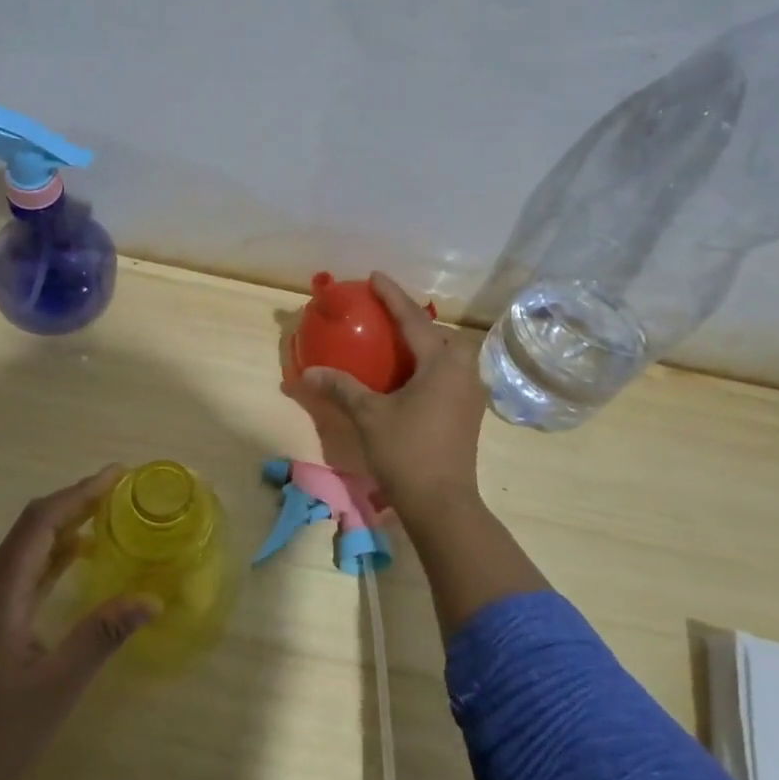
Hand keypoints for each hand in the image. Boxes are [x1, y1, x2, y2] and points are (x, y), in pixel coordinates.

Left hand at [0, 465, 158, 779]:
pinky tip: (71, 562)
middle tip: (119, 492)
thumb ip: (101, 635)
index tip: (116, 475)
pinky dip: (46, 558)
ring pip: (20, 549)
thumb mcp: (56, 688)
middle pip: (29, 529)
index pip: (39, 523)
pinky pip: (13, 572)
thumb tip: (150, 599)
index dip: (79, 494)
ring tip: (105, 519)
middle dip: (74, 505)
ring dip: (61, 530)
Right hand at [302, 273, 487, 525]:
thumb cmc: (407, 452)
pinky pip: (450, 374)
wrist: (443, 504)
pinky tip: (411, 377)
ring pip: (449, 355)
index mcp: (441, 364)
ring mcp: (470, 394)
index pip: (414, 319)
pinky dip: (430, 365)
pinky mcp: (468, 413)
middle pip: (441, 334)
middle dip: (416, 320)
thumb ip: (341, 388)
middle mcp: (462, 372)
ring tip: (398, 344)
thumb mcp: (369, 416)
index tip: (375, 276)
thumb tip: (308, 372)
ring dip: (426, 343)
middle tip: (387, 316)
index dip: (392, 296)